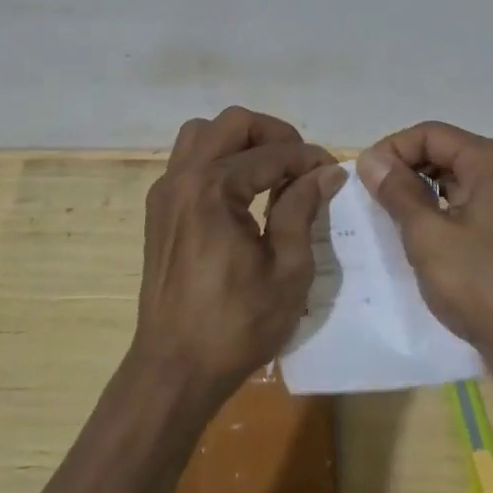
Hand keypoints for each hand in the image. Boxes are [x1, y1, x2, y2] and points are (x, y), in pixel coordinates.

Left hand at [134, 107, 346, 403]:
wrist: (174, 369)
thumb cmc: (237, 324)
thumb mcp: (287, 269)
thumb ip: (303, 209)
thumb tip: (327, 172)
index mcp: (213, 189)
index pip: (270, 153)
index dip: (308, 158)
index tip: (333, 172)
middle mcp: (182, 178)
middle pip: (231, 124)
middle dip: (272, 134)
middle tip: (301, 163)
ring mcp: (165, 193)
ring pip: (201, 135)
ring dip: (239, 142)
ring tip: (270, 171)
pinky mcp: (159, 212)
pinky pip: (188, 162)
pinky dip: (218, 160)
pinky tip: (242, 194)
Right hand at [356, 122, 492, 405]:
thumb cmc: (485, 286)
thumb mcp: (429, 236)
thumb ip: (398, 191)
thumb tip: (371, 159)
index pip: (430, 134)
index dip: (392, 151)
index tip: (363, 181)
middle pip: (444, 151)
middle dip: (405, 171)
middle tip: (372, 202)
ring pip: (455, 179)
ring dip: (421, 194)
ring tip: (391, 221)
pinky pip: (468, 203)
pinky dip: (441, 212)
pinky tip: (420, 239)